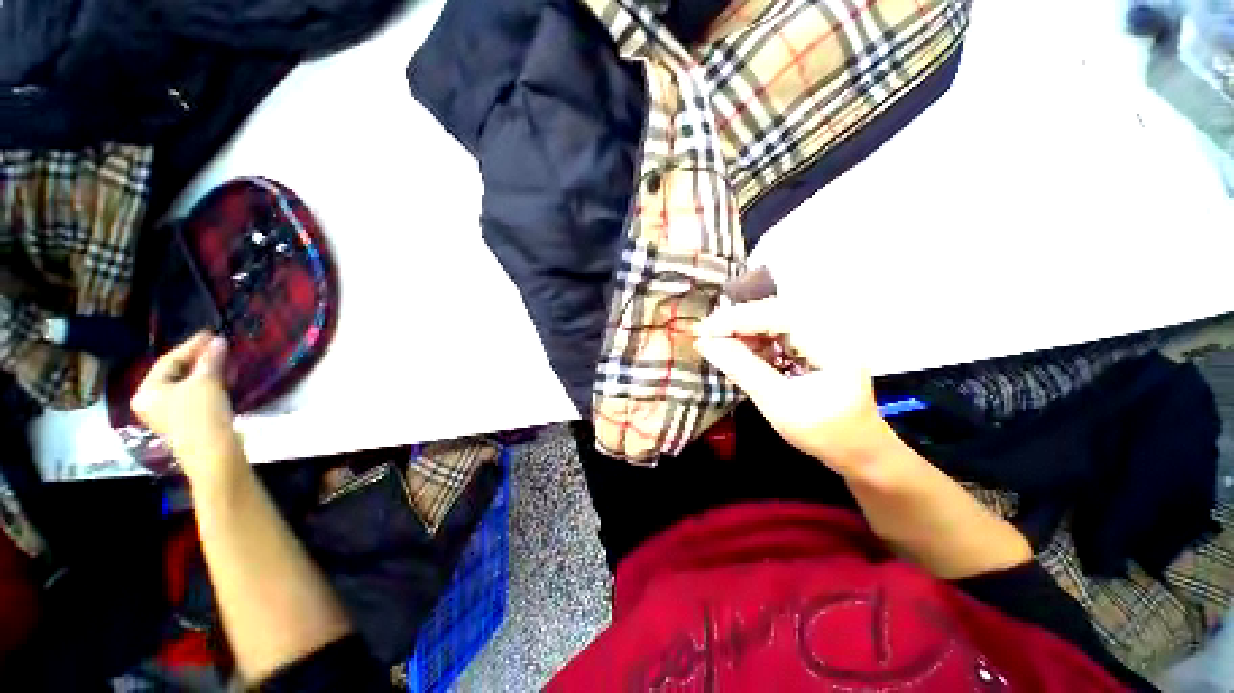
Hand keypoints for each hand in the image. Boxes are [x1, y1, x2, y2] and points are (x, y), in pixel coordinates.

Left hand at [131, 332, 242, 483]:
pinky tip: (222, 380)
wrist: (213, 451)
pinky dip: (207, 385)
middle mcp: (151, 402)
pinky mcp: (185, 422)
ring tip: (224, 361)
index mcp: (147, 391)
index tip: (211, 334)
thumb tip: (218, 341)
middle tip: (219, 347)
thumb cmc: (201, 413)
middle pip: (176, 373)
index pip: (169, 360)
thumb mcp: (206, 382)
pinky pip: (193, 396)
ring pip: (187, 385)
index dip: (192, 346)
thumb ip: (210, 359)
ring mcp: (167, 414)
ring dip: (206, 372)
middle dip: (199, 360)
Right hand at [693, 297, 895, 474]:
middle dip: (737, 322)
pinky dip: (755, 341)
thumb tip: (705, 343)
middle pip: (773, 310)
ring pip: (773, 319)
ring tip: (718, 344)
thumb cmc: (824, 433)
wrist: (860, 450)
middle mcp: (829, 327)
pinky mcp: (814, 342)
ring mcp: (822, 333)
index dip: (735, 320)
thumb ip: (741, 369)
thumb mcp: (778, 403)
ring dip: (743, 331)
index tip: (702, 330)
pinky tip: (739, 353)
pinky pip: (777, 331)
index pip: (775, 315)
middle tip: (706, 334)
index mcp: (830, 341)